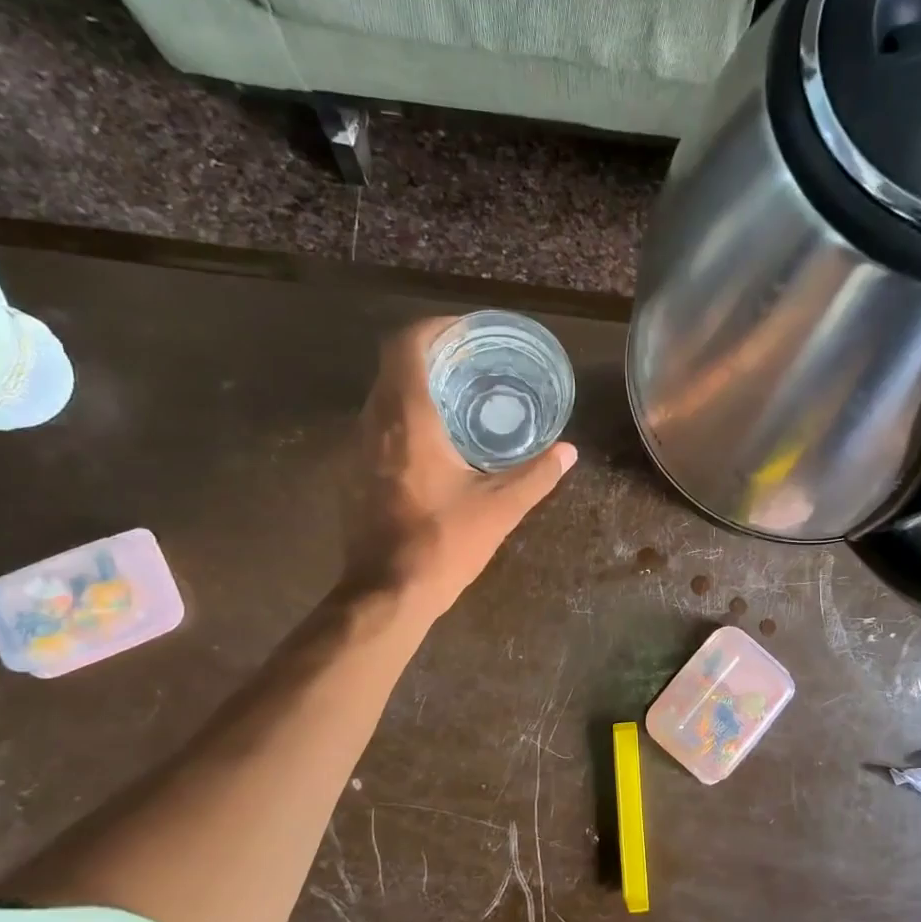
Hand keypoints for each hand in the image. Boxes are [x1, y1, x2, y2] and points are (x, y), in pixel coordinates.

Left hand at [342, 318, 575, 620]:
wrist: (386, 593)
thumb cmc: (443, 543)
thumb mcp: (500, 509)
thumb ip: (537, 475)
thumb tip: (568, 452)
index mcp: (408, 420)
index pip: (406, 346)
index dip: (433, 328)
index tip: (465, 332)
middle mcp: (374, 423)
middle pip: (392, 366)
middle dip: (429, 355)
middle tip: (470, 362)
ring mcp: (356, 449)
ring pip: (381, 396)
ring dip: (414, 387)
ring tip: (456, 397)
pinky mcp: (352, 473)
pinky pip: (376, 425)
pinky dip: (403, 417)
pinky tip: (433, 442)